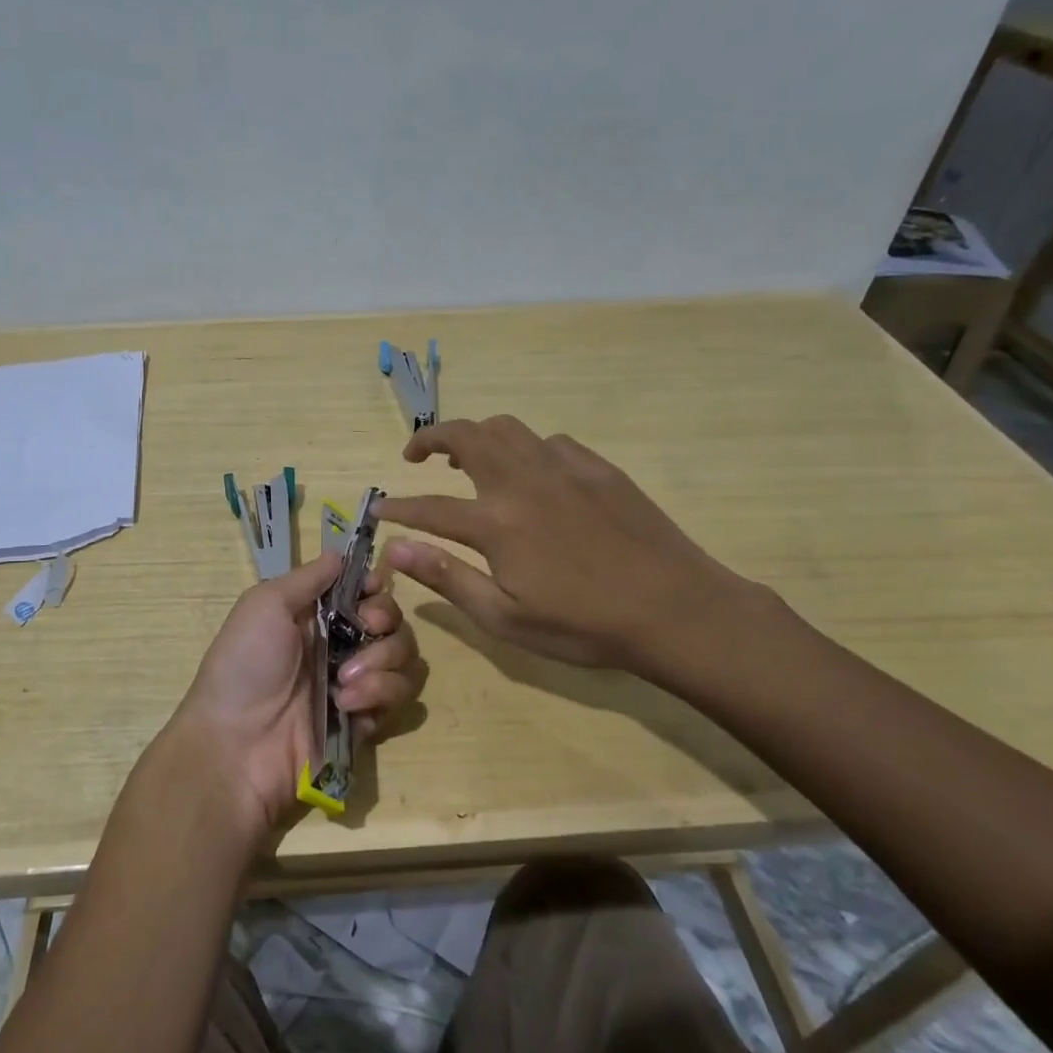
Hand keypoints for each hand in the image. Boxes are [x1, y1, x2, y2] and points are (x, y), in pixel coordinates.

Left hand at [167, 552, 426, 840]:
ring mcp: (357, 684)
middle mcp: (341, 646)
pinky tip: (347, 704)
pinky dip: (379, 695)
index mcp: (316, 616)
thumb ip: (308, 578)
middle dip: (386, 621)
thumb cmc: (245, 665)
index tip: (372, 589)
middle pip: (394, 621)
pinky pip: (399, 698)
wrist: (237, 745)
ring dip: (382, 662)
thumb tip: (340, 554)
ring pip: (405, 658)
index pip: (366, 592)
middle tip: (365, 631)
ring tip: (346, 680)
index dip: (376, 587)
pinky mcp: (367, 721)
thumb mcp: (264, 605)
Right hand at [375, 416, 761, 685]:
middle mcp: (522, 481)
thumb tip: (395, 550)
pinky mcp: (597, 467)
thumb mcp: (505, 618)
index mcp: (496, 522)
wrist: (673, 608)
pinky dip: (526, 449)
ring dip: (476, 435)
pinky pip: (550, 441)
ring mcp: (562, 468)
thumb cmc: (583, 625)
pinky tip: (532, 474)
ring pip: (506, 428)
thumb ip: (446, 578)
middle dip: (430, 439)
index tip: (378, 509)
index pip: (429, 506)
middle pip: (464, 436)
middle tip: (415, 456)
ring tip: (467, 458)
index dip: (397, 507)